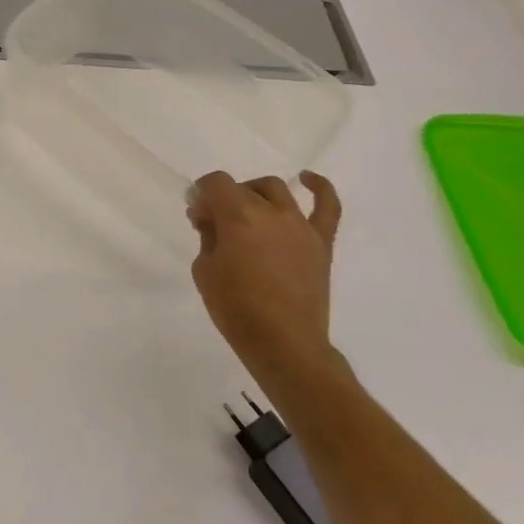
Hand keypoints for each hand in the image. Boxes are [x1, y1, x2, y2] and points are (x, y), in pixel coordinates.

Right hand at [188, 171, 343, 392]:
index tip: (196, 214)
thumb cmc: (236, 309)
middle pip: (242, 188)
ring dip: (256, 194)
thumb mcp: (205, 271)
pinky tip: (306, 179)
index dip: (201, 193)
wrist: (284, 344)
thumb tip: (210, 219)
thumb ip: (207, 237)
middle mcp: (271, 212)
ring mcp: (300, 226)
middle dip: (223, 199)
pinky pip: (327, 207)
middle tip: (214, 223)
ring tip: (247, 211)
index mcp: (238, 217)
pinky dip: (319, 188)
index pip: (215, 183)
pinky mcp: (321, 243)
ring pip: (276, 190)